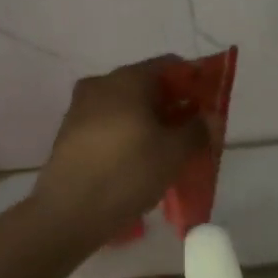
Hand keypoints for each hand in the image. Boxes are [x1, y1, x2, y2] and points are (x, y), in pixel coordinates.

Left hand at [29, 57, 211, 249]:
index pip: (169, 65)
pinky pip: (107, 125)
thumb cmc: (128, 172)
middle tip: (191, 132)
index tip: (207, 106)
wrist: (67, 212)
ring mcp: (80, 108)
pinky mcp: (69, 134)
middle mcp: (100, 84)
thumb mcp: (174, 153)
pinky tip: (137, 162)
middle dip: (171, 105)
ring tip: (166, 151)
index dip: (193, 82)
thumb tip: (210, 116)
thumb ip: (198, 130)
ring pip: (125, 107)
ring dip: (148, 122)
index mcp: (127, 79)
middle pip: (146, 85)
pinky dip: (127, 135)